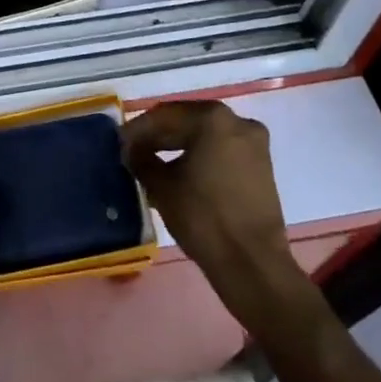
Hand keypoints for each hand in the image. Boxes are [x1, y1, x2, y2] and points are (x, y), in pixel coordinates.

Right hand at [123, 102, 307, 315]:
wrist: (253, 265)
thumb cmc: (203, 217)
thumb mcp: (161, 186)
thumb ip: (141, 159)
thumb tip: (131, 150)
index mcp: (212, 118)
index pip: (165, 116)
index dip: (138, 129)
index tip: (119, 143)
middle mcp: (237, 121)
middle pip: (187, 122)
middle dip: (158, 136)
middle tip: (132, 152)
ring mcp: (254, 144)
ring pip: (205, 136)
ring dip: (177, 147)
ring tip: (151, 163)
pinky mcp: (261, 167)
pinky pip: (221, 151)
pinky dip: (198, 157)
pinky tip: (178, 172)